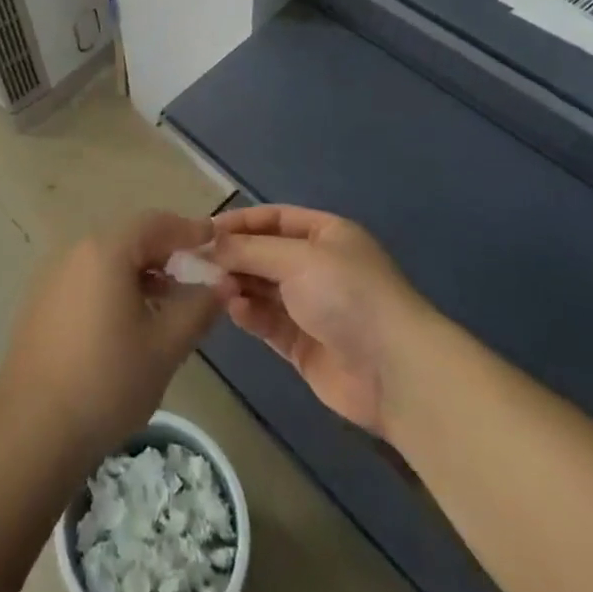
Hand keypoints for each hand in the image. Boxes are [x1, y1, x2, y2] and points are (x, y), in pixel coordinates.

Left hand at [0, 212, 234, 468]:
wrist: (33, 431)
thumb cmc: (108, 382)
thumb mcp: (165, 347)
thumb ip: (198, 308)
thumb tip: (223, 282)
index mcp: (106, 251)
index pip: (154, 223)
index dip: (187, 230)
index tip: (214, 240)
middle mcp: (75, 252)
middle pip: (129, 238)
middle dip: (165, 252)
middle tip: (195, 274)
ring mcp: (52, 277)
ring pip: (106, 260)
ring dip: (140, 272)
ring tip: (168, 301)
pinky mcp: (40, 303)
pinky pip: (86, 280)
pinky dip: (114, 287)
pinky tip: (129, 321)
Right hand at [210, 204, 424, 434]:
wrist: (396, 372)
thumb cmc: (348, 295)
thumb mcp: (297, 259)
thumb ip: (249, 250)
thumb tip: (207, 244)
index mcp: (326, 235)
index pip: (273, 219)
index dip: (239, 222)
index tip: (203, 231)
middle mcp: (318, 266)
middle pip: (264, 254)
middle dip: (233, 257)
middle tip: (196, 262)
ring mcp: (311, 307)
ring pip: (262, 289)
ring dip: (237, 285)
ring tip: (212, 286)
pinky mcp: (303, 344)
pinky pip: (268, 322)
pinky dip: (249, 314)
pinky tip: (233, 310)